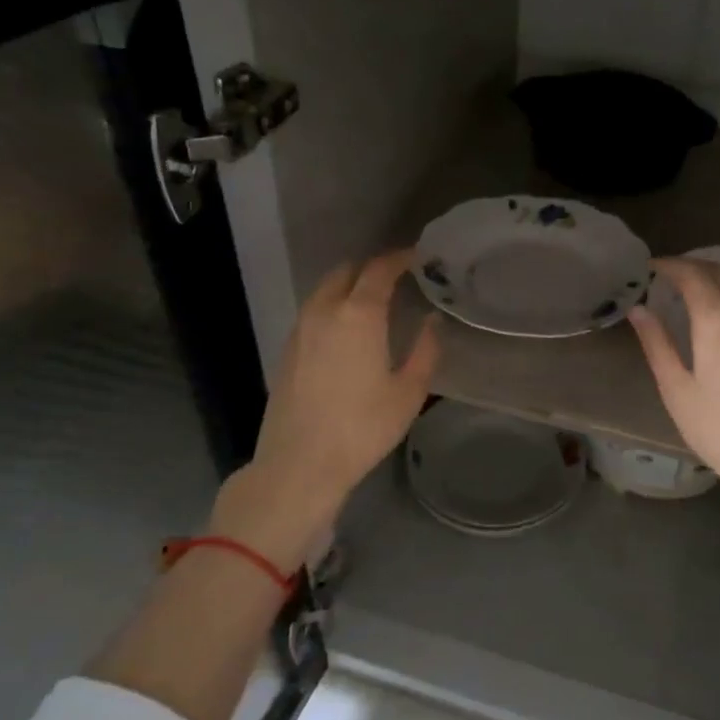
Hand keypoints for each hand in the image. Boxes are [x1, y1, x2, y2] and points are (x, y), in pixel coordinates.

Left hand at [209, 250, 437, 570]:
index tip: (415, 256)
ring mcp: (300, 330)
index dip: (398, 259)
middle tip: (395, 278)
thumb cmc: (363, 428)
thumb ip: (425, 351)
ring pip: (324, 291)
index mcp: (358, 315)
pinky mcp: (287, 350)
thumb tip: (432, 322)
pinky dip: (331, 307)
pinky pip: (312, 313)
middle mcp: (324, 312)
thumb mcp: (408, 393)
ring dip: (348, 286)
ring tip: (371, 301)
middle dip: (370, 268)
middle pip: (346, 273)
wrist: (300, 463)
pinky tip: (345, 330)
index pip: (379, 270)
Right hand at [628, 258, 719, 514]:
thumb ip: (656, 344)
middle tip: (667, 275)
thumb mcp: (677, 390)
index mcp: (718, 321)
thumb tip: (638, 310)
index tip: (649, 268)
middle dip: (692, 266)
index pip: (692, 275)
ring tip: (693, 288)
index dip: (669, 266)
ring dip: (716, 276)